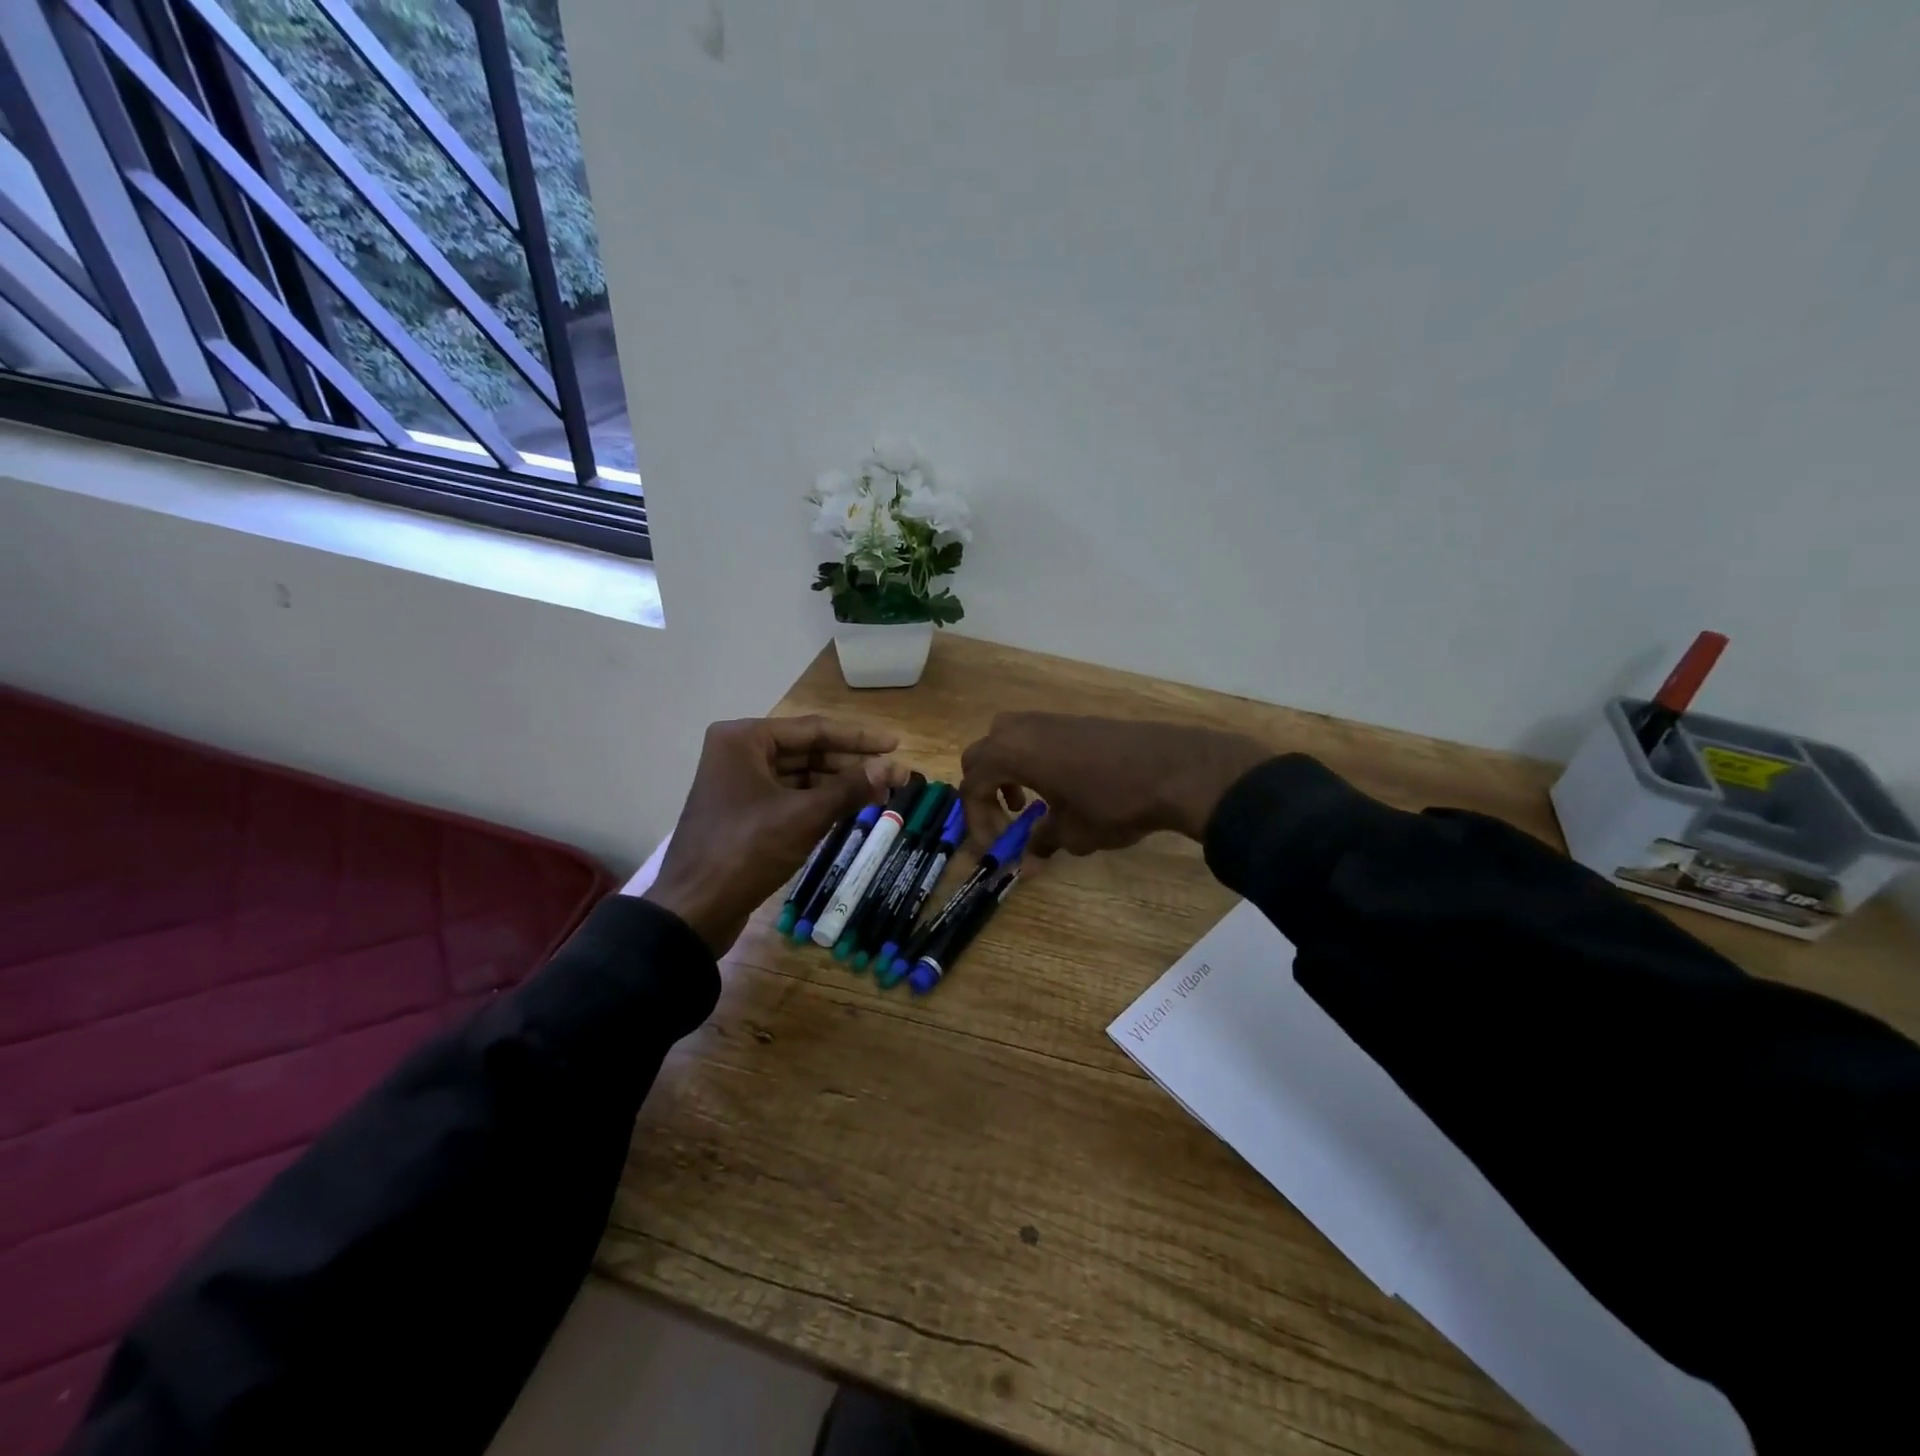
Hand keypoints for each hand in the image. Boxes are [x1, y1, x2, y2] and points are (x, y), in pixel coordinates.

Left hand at [643, 717, 907, 953]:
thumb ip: (850, 788)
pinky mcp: (741, 811)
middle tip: (893, 775)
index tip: (896, 744)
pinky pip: (788, 796)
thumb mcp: (804, 816)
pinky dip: (818, 801)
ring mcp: (737, 783)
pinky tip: (848, 808)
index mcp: (743, 739)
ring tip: (879, 793)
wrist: (693, 910)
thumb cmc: (746, 852)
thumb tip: (892, 768)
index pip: (814, 729)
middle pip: (807, 750)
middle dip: (851, 764)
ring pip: (799, 775)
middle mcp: (737, 752)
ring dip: (837, 784)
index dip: (859, 738)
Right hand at [958, 713, 1270, 855]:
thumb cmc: (1112, 803)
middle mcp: (1022, 728)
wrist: (1173, 768)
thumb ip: (1041, 842)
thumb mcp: (1072, 833)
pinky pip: (1035, 736)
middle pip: (981, 755)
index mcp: (1011, 753)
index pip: (972, 784)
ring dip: (1007, 771)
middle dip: (985, 790)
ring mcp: (1049, 719)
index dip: (976, 819)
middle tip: (1004, 820)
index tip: (995, 846)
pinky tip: (1060, 786)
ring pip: (1007, 739)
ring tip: (1029, 801)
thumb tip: (1029, 861)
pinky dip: (1032, 760)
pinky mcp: (1075, 720)